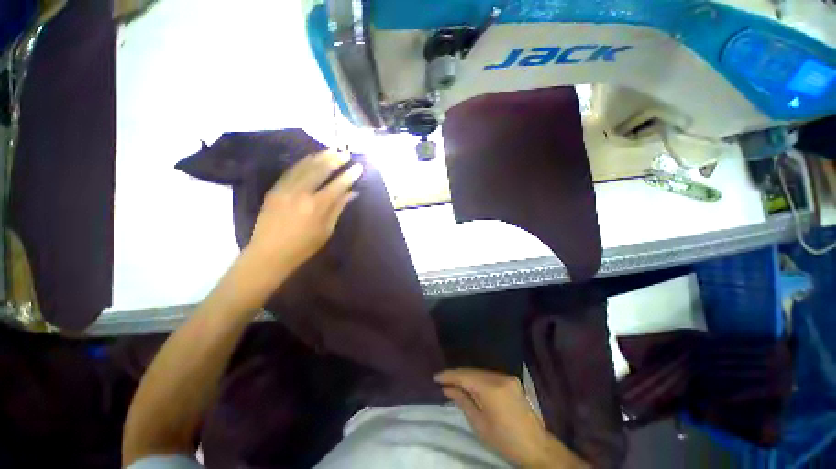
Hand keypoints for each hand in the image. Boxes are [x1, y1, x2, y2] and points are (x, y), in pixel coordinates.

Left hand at [244, 150, 361, 279]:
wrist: (269, 254)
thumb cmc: (303, 247)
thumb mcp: (326, 230)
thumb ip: (338, 208)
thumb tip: (351, 193)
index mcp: (316, 206)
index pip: (337, 185)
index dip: (349, 175)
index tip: (359, 167)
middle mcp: (301, 193)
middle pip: (320, 170)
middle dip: (335, 160)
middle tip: (345, 153)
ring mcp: (285, 189)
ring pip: (304, 167)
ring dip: (319, 157)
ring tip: (331, 150)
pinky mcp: (274, 189)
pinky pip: (290, 171)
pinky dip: (302, 163)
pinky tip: (310, 158)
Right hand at [435, 369, 587, 468]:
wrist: (536, 447)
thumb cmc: (504, 440)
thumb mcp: (479, 424)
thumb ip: (462, 401)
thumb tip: (447, 388)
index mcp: (491, 388)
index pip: (465, 376)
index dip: (449, 375)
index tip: (435, 377)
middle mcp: (499, 377)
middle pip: (472, 371)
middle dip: (456, 375)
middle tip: (442, 380)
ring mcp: (507, 377)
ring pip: (480, 372)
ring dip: (466, 376)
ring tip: (453, 382)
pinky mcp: (511, 380)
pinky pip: (488, 375)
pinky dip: (477, 379)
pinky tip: (470, 384)